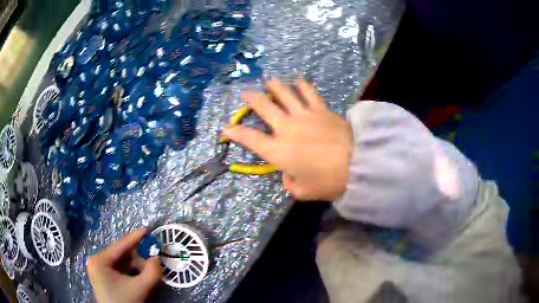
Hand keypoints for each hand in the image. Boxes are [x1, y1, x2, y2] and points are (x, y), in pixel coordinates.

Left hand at [87, 228, 161, 302]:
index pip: (119, 246)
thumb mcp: (139, 288)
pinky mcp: (103, 276)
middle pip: (119, 253)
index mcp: (99, 261)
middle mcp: (96, 261)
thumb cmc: (125, 302)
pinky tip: (139, 273)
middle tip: (151, 252)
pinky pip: (118, 268)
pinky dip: (130, 269)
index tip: (146, 229)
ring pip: (120, 261)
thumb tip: (157, 257)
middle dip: (137, 254)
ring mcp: (98, 268)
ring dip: (135, 263)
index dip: (134, 238)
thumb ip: (151, 272)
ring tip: (147, 266)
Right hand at [223, 78, 352, 200]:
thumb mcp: (303, 191)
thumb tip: (288, 173)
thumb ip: (290, 183)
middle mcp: (286, 128)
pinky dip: (302, 86)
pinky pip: (309, 93)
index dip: (235, 133)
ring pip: (284, 94)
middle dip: (252, 99)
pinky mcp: (321, 109)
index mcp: (278, 150)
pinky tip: (298, 81)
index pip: (250, 139)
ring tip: (268, 81)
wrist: (357, 163)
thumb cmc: (327, 181)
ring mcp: (304, 115)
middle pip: (264, 108)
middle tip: (246, 94)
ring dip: (274, 86)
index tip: (226, 128)